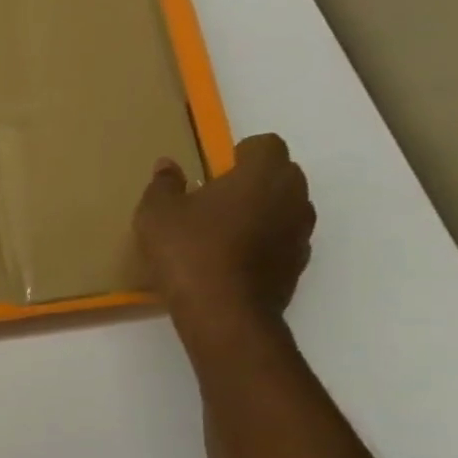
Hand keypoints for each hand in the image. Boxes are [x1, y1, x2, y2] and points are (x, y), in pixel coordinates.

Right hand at [135, 134, 315, 338]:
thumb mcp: (157, 215)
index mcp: (263, 173)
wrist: (223, 313)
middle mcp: (293, 195)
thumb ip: (163, 185)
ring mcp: (301, 231)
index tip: (212, 174)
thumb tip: (168, 165)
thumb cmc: (189, 252)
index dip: (239, 154)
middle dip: (252, 182)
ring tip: (222, 235)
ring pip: (284, 208)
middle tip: (213, 203)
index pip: (264, 144)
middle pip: (280, 174)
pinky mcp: (298, 264)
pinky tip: (231, 262)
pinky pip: (281, 241)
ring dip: (260, 213)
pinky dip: (263, 244)